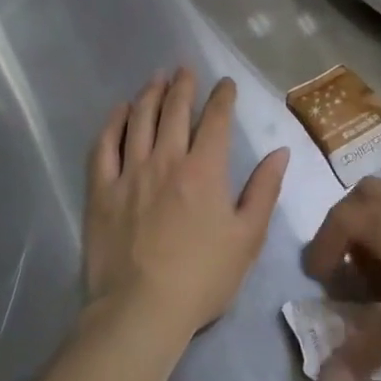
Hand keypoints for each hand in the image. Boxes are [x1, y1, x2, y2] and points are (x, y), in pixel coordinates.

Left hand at [86, 68, 289, 345]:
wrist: (141, 311)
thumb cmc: (202, 278)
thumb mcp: (248, 238)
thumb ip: (264, 190)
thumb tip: (280, 151)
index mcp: (205, 170)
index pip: (216, 120)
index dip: (222, 97)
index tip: (225, 83)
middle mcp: (167, 160)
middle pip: (174, 110)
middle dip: (183, 85)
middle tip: (186, 68)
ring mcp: (130, 172)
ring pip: (139, 120)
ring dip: (150, 94)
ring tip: (156, 78)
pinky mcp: (101, 190)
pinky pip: (104, 146)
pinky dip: (113, 123)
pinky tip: (119, 110)